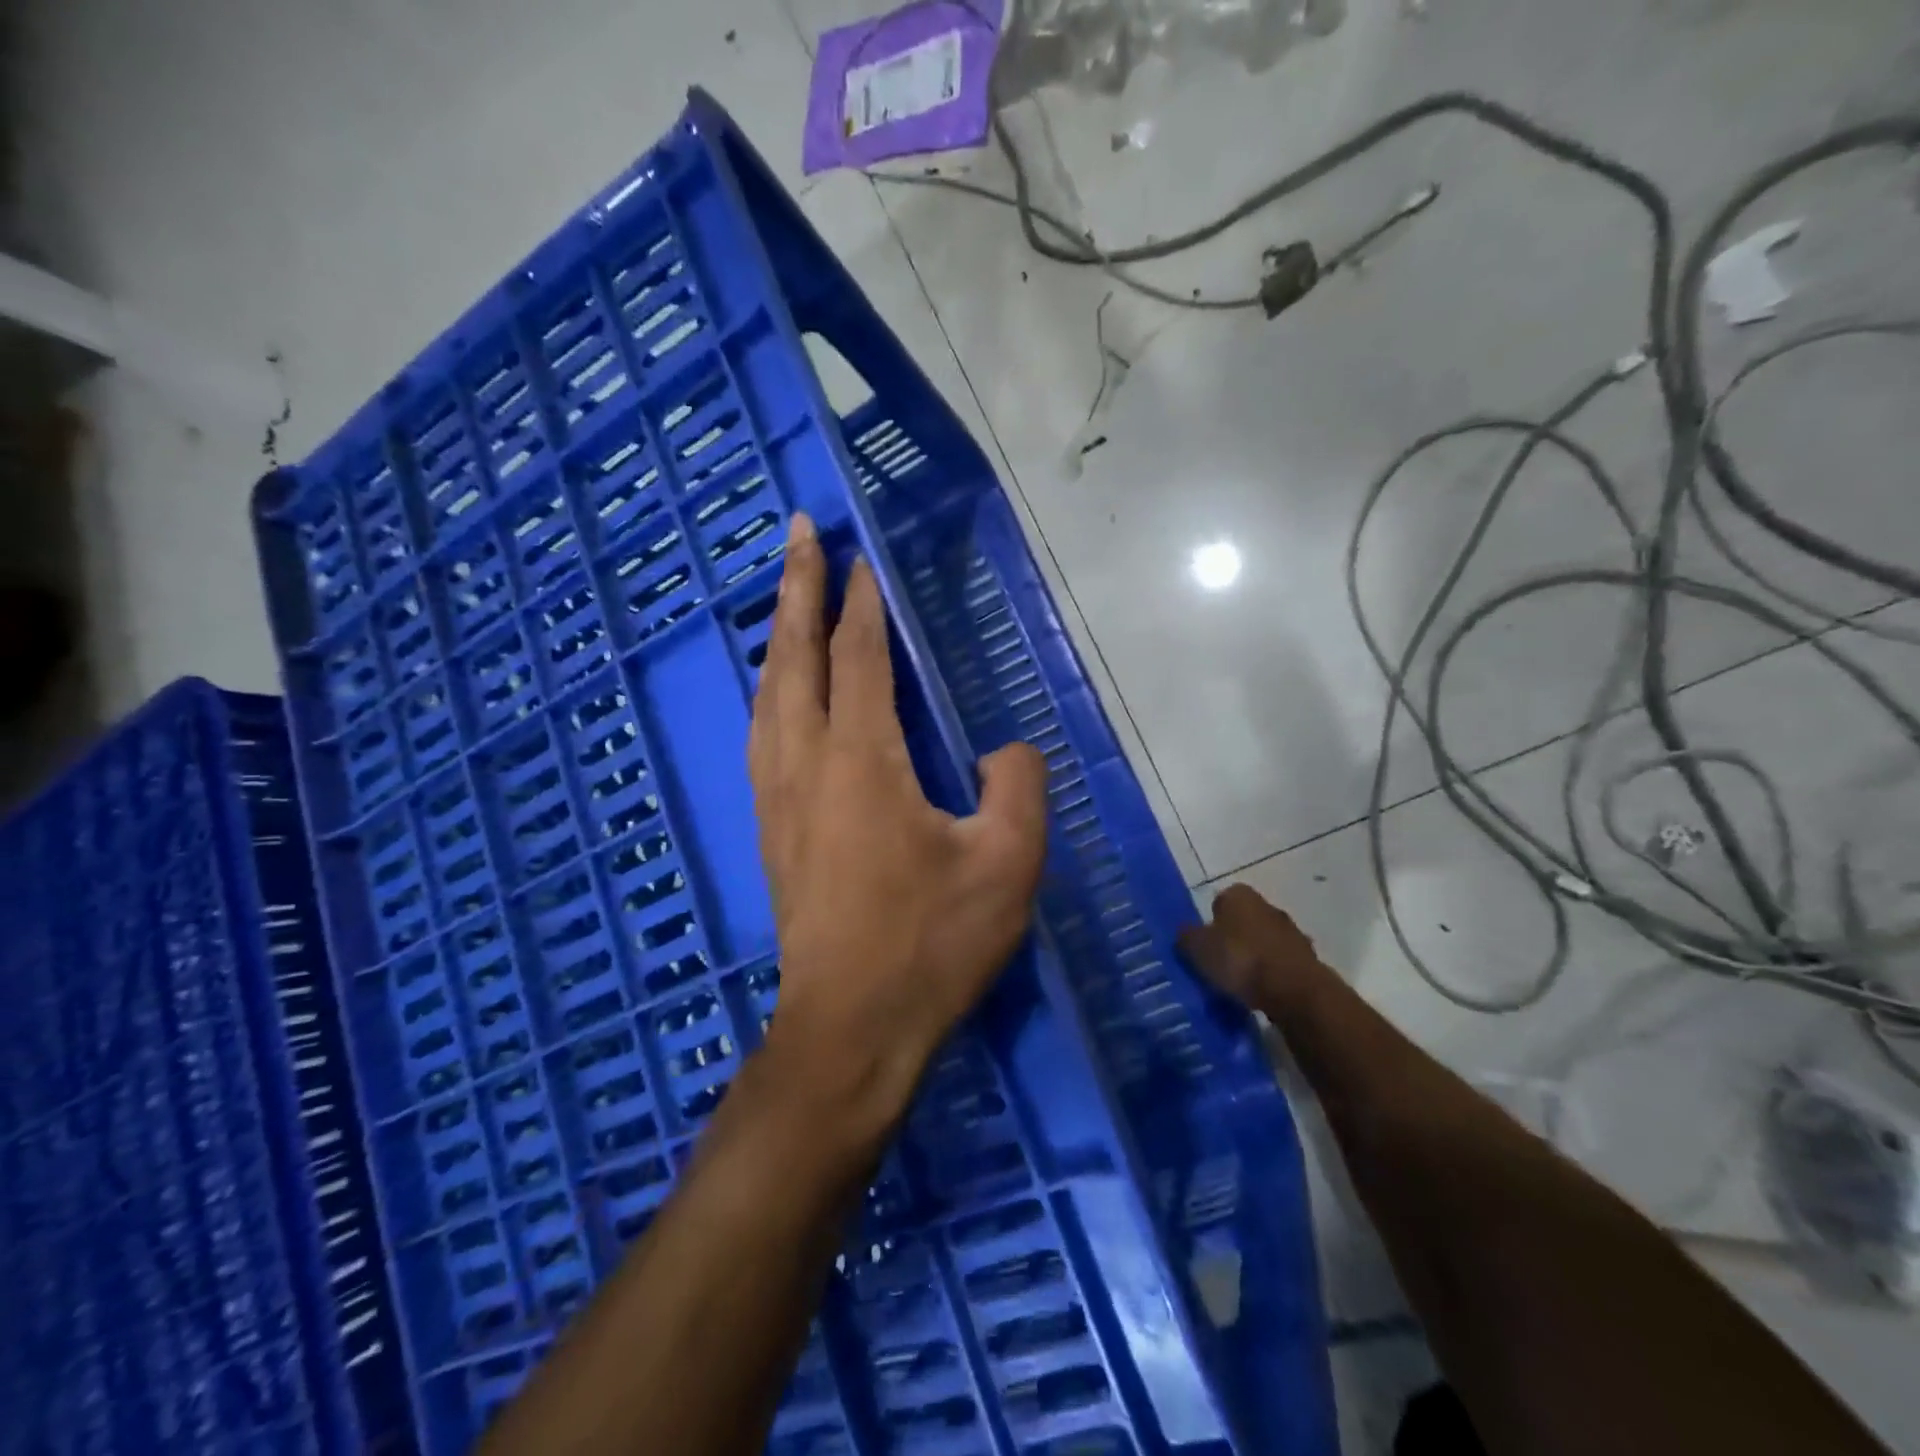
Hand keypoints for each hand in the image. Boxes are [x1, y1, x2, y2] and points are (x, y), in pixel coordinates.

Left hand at [748, 513, 1048, 1119]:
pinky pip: (763, 733)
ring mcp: (777, 797)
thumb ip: (1017, 788)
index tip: (861, 557)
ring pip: (768, 693)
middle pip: (793, 657)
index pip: (860, 658)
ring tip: (786, 597)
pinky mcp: (770, 829)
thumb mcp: (1007, 866)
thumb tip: (1004, 750)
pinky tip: (779, 692)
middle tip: (796, 531)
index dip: (862, 604)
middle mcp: (805, 764)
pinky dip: (771, 689)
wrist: (849, 1030)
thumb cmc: (930, 946)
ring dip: (777, 636)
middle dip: (795, 588)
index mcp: (861, 762)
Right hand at [1177, 884, 1327, 1011]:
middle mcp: (1268, 906)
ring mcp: (1292, 932)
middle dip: (1232, 938)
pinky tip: (1260, 994)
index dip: (1209, 922)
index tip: (1203, 945)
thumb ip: (1186, 937)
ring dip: (1253, 958)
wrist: (1295, 991)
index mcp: (1240, 895)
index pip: (1219, 901)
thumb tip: (1185, 933)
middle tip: (1217, 964)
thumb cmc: (1240, 959)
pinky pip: (1279, 964)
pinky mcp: (1307, 959)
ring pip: (1263, 942)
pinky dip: (1270, 975)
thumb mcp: (1197, 948)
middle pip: (1243, 921)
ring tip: (1238, 984)